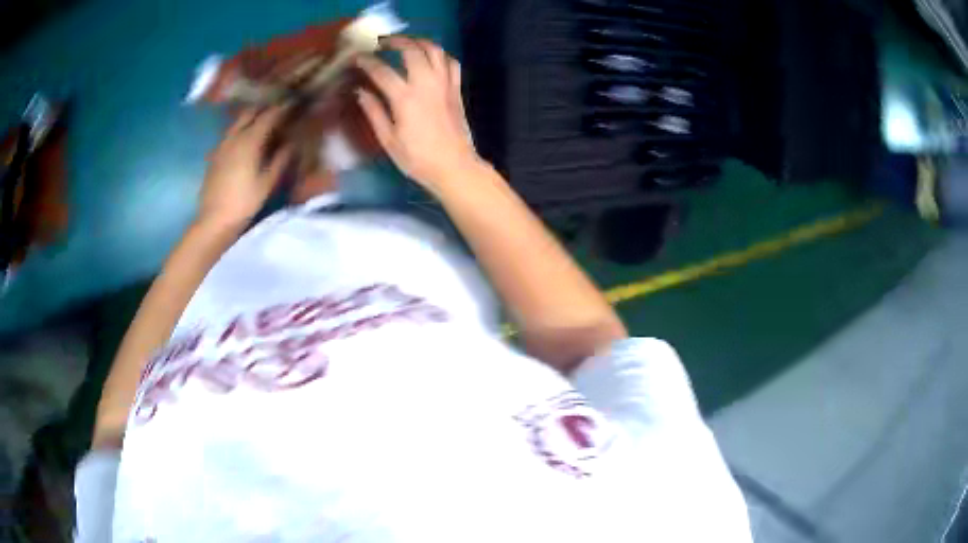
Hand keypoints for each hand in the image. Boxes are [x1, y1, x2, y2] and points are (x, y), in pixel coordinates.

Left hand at [198, 107, 291, 228]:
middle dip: (264, 108)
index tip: (294, 104)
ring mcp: (222, 145)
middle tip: (278, 111)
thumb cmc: (244, 202)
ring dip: (251, 118)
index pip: (269, 115)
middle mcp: (234, 136)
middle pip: (250, 112)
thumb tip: (291, 143)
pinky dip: (240, 131)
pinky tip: (246, 140)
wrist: (214, 220)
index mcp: (250, 140)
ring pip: (238, 122)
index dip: (283, 108)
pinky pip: (230, 134)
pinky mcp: (215, 155)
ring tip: (263, 123)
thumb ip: (281, 159)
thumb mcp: (268, 182)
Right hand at [355, 37, 480, 191]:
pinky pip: (451, 63)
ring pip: (435, 50)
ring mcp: (444, 84)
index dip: (366, 61)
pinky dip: (440, 55)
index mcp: (405, 98)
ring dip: (419, 42)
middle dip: (394, 41)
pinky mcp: (457, 89)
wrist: (455, 167)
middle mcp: (426, 84)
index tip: (356, 57)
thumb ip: (374, 112)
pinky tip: (431, 58)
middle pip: (411, 50)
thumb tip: (360, 92)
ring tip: (406, 43)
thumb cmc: (418, 158)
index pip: (381, 71)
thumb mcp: (388, 140)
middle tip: (381, 43)